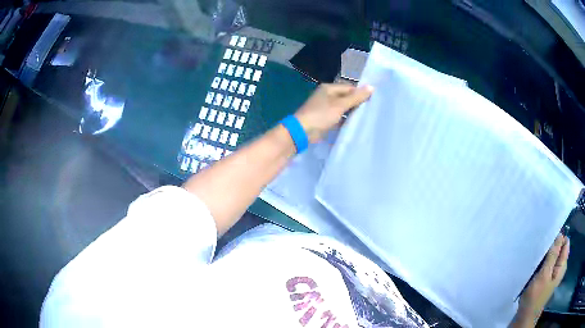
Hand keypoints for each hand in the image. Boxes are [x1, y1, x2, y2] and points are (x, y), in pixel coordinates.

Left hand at [294, 84, 373, 142]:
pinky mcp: (324, 119)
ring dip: (352, 112)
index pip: (349, 88)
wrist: (302, 131)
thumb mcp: (340, 105)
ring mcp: (325, 107)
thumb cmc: (321, 114)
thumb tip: (371, 87)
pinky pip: (338, 117)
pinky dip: (345, 120)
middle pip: (346, 97)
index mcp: (329, 88)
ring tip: (367, 117)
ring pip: (343, 108)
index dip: (360, 93)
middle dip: (357, 103)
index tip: (373, 100)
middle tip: (372, 109)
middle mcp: (327, 95)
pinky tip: (355, 124)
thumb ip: (356, 97)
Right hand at [513, 234, 569, 326]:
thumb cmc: (536, 296)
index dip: (559, 238)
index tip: (548, 240)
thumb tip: (560, 235)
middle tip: (542, 249)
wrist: (525, 316)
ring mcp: (554, 274)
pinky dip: (544, 262)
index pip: (565, 243)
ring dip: (547, 255)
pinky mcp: (547, 278)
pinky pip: (548, 264)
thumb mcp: (545, 274)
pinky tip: (537, 264)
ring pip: (553, 256)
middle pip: (559, 249)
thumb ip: (553, 254)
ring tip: (538, 256)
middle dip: (552, 247)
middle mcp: (560, 267)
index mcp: (562, 265)